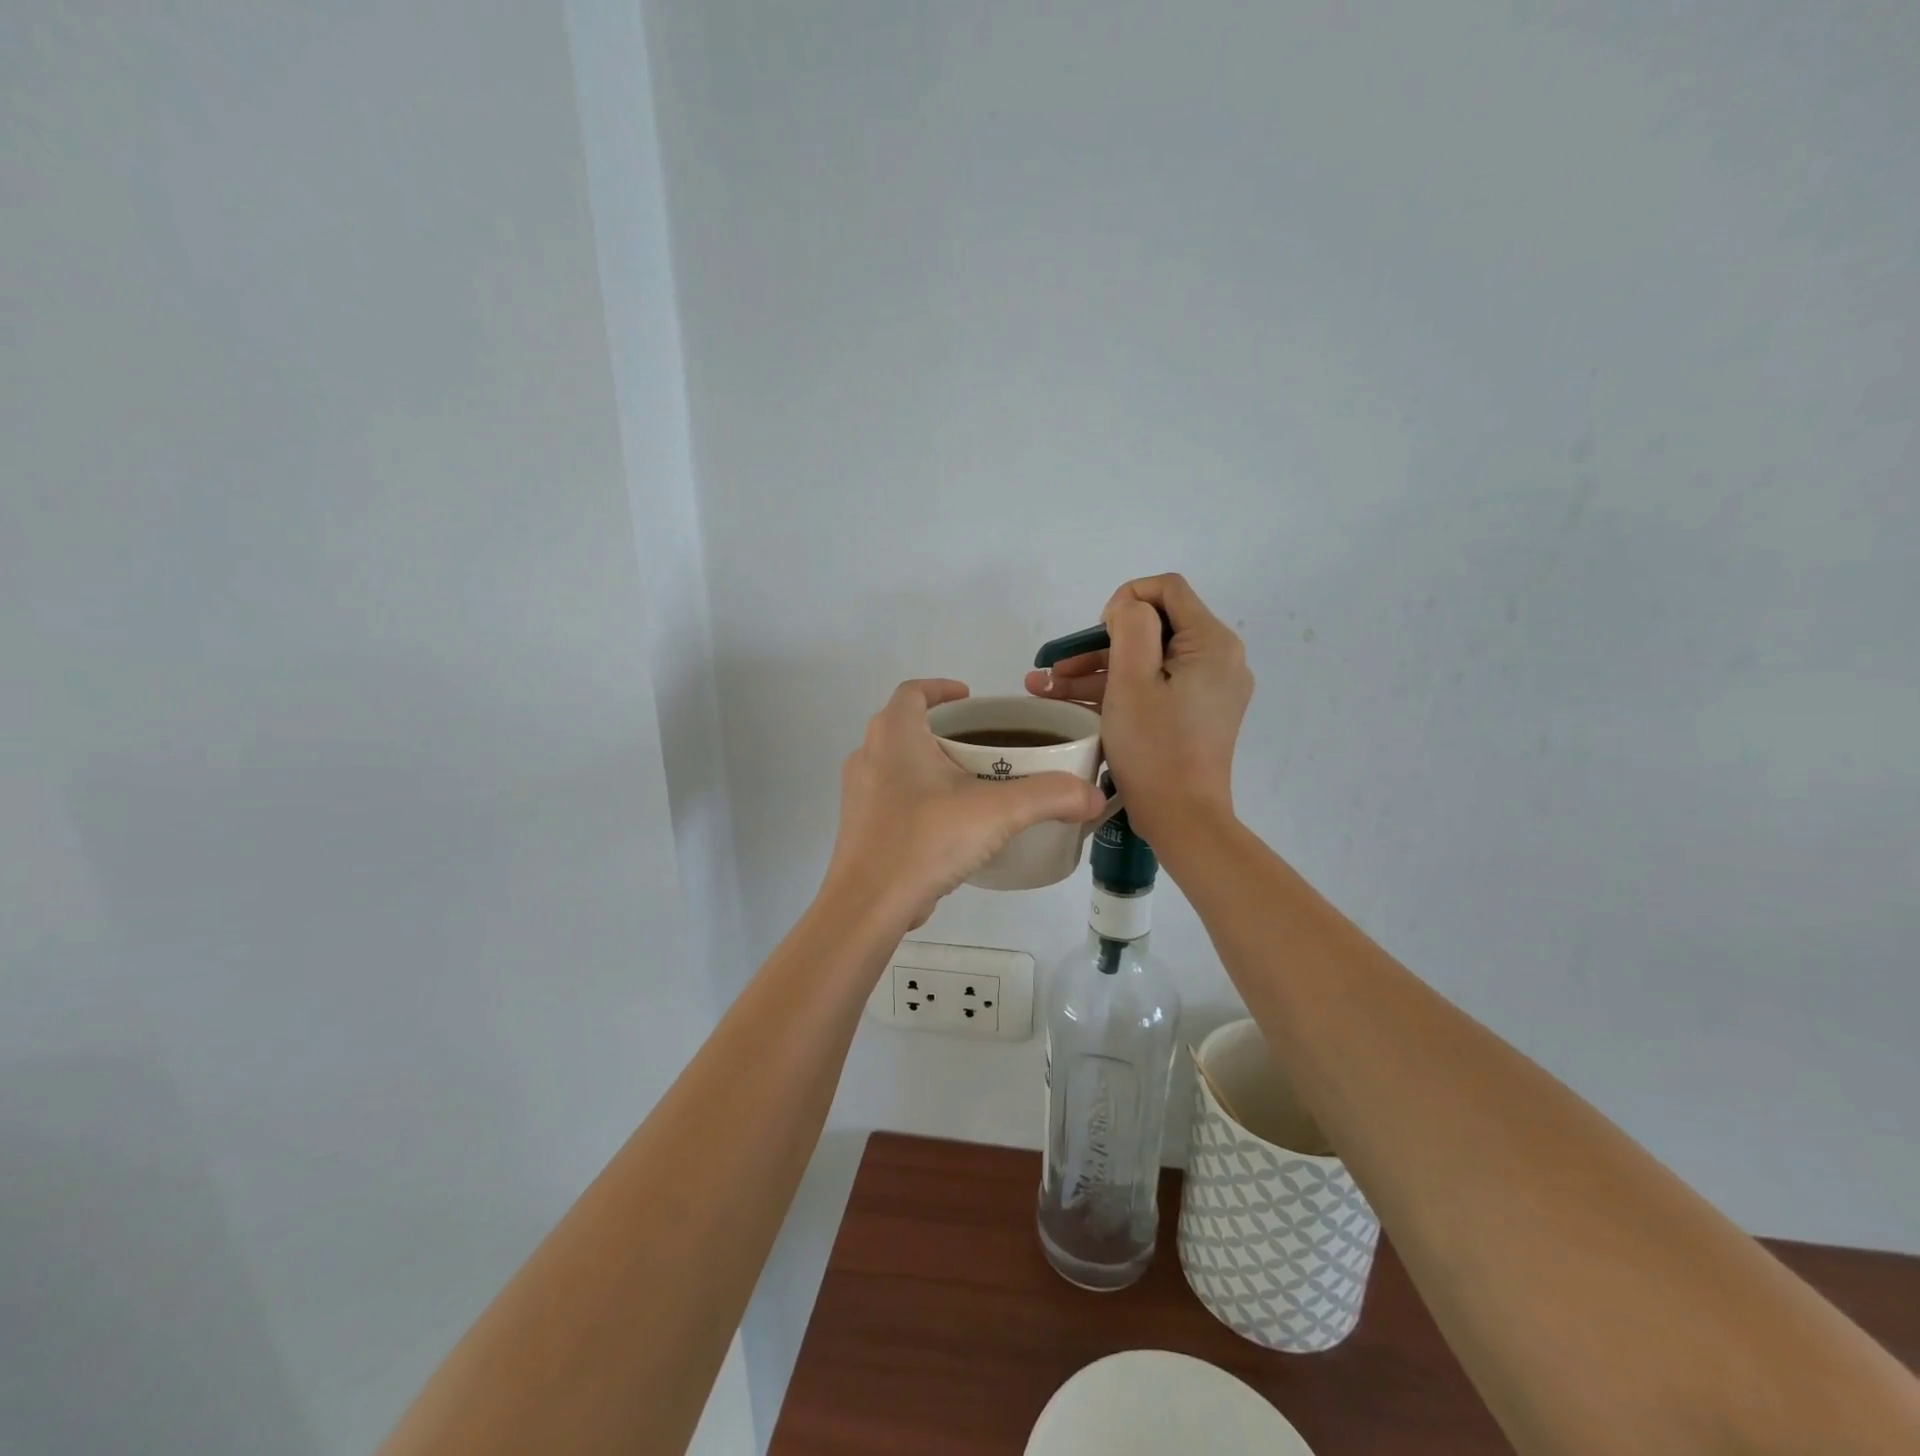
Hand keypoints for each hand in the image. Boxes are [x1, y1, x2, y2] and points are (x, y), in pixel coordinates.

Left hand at [823, 680, 1107, 927]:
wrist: (868, 904)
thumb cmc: (926, 839)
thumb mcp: (998, 812)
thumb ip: (1050, 796)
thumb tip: (1093, 796)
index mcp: (895, 734)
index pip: (913, 691)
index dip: (941, 688)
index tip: (970, 698)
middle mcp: (869, 754)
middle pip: (906, 725)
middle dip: (943, 729)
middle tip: (982, 744)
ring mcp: (859, 792)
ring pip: (896, 762)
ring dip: (929, 763)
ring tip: (970, 782)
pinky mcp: (859, 825)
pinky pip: (891, 795)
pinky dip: (918, 795)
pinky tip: (948, 823)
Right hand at [1024, 574, 1251, 844]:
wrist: (1182, 819)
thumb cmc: (1154, 748)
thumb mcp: (1132, 679)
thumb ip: (1130, 626)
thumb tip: (1128, 608)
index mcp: (1212, 642)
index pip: (1167, 589)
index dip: (1125, 600)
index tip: (1096, 634)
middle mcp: (1219, 659)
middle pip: (1153, 629)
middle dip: (1098, 645)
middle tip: (1054, 668)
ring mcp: (1209, 689)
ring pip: (1148, 661)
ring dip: (1097, 671)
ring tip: (1045, 689)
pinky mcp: (1196, 713)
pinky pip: (1155, 687)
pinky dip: (1117, 691)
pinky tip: (1070, 702)